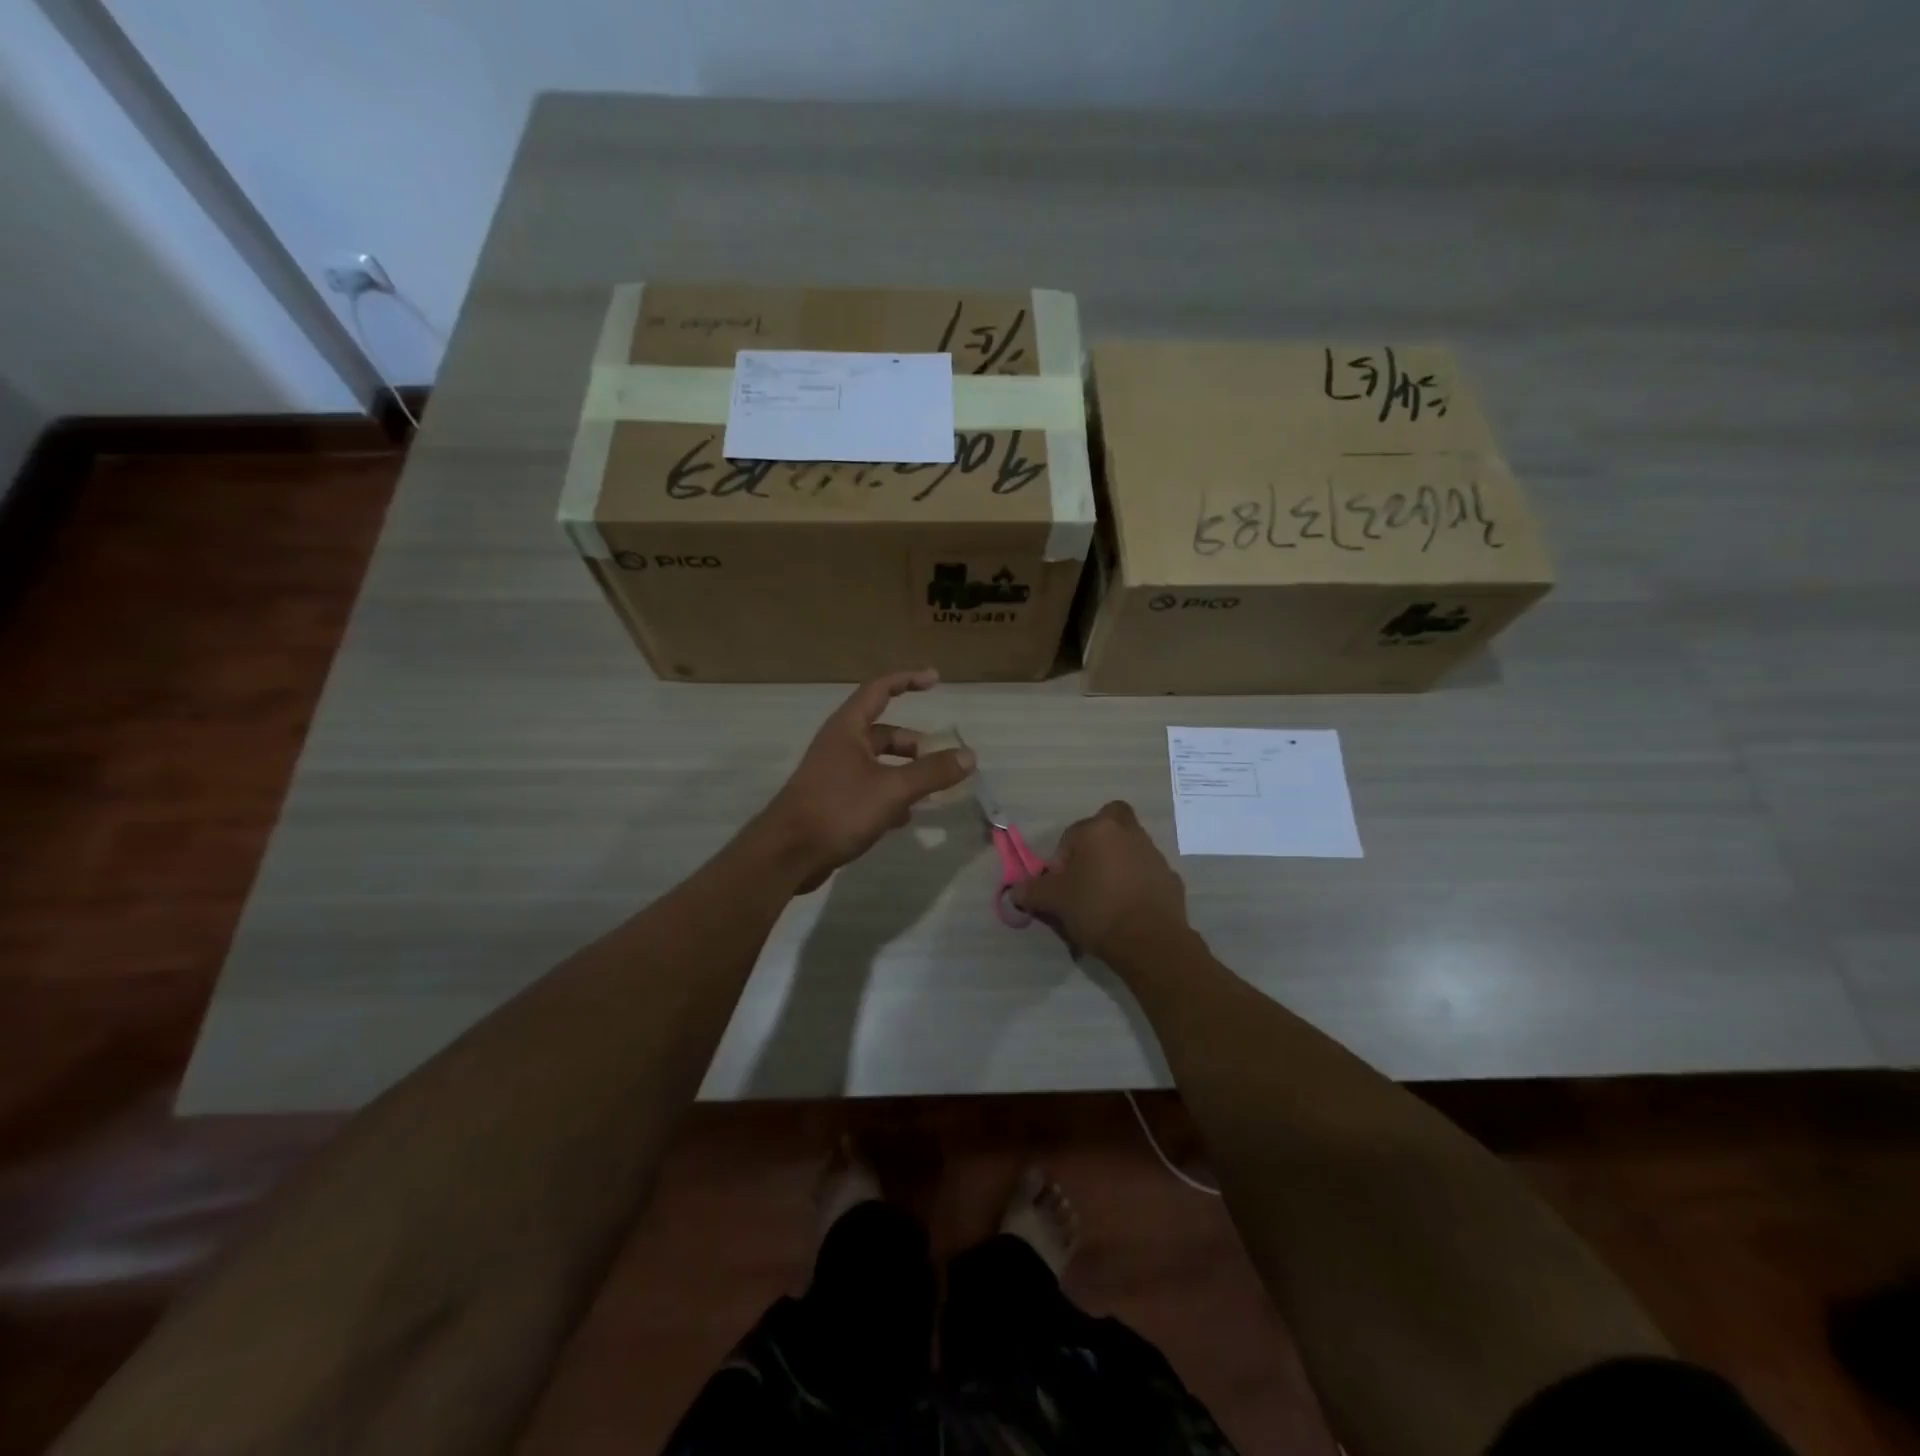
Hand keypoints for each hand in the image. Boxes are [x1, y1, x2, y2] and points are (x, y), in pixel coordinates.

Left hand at [756, 669, 974, 891]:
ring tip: (929, 791)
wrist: (788, 854)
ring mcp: (834, 774)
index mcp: (848, 728)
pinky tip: (906, 817)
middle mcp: (840, 745)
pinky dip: (890, 795)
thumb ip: (932, 772)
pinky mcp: (833, 801)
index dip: (907, 680)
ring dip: (904, 772)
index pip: (879, 690)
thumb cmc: (838, 810)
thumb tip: (969, 756)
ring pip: (878, 763)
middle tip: (940, 761)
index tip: (935, 680)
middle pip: (883, 732)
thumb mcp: (892, 789)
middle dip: (913, 744)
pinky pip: (869, 788)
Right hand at [1018, 801, 1188, 964]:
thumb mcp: (1054, 901)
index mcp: (1099, 830)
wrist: (1151, 942)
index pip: (1070, 836)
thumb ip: (1032, 891)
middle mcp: (1129, 833)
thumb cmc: (1097, 910)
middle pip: (1109, 825)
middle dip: (1096, 843)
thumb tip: (1015, 891)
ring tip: (1104, 901)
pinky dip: (1135, 886)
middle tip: (1086, 874)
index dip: (1060, 862)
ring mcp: (1154, 855)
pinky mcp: (1171, 878)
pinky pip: (1145, 875)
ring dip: (1116, 865)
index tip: (1060, 887)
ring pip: (1129, 849)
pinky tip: (1127, 912)